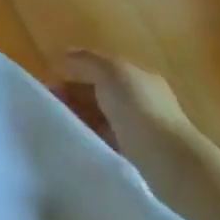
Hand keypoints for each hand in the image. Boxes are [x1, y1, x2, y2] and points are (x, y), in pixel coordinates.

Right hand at [54, 51, 199, 172]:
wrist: (169, 163)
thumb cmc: (139, 110)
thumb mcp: (110, 72)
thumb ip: (86, 61)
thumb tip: (63, 56)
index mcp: (139, 77)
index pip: (102, 68)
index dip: (75, 71)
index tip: (50, 82)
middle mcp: (142, 101)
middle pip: (100, 93)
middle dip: (74, 95)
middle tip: (50, 104)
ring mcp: (141, 130)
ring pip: (101, 118)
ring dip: (80, 117)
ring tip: (58, 124)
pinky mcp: (137, 157)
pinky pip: (105, 140)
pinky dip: (90, 137)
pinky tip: (77, 141)